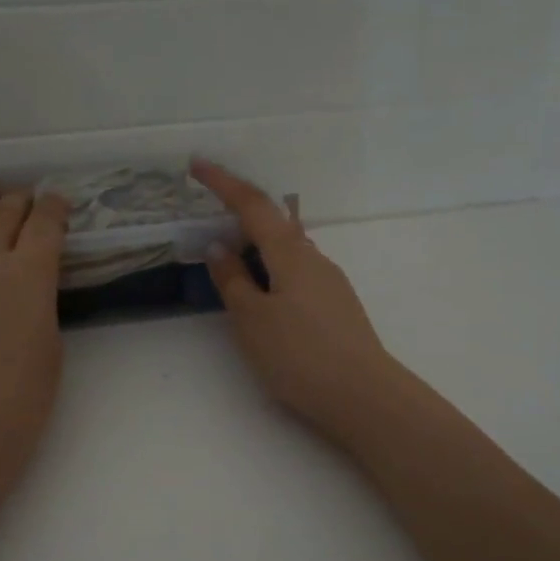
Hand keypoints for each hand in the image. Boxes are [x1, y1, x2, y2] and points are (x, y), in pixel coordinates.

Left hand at [0, 183, 68, 502]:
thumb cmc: (20, 398)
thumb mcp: (50, 345)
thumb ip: (40, 303)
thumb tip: (29, 287)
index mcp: (30, 273)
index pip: (45, 223)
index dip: (55, 208)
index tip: (60, 204)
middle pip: (4, 213)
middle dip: (20, 199)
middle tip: (27, 195)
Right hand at [193, 160, 403, 445]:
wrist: (363, 395)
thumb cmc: (300, 355)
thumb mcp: (252, 319)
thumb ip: (233, 280)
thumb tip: (221, 247)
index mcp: (290, 253)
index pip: (251, 205)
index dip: (222, 183)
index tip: (196, 164)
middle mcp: (314, 257)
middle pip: (273, 222)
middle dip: (241, 214)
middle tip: (210, 218)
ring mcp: (330, 281)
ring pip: (287, 249)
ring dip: (257, 245)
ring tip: (231, 261)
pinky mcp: (336, 304)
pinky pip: (297, 271)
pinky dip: (272, 269)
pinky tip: (264, 293)